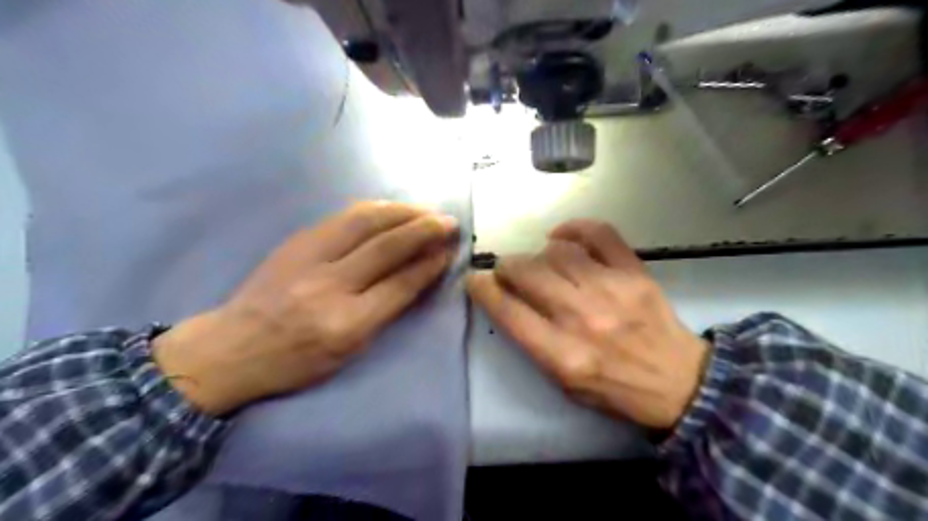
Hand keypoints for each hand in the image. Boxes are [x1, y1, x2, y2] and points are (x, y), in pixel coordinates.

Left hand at [153, 200, 457, 414]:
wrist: (232, 347)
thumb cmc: (297, 361)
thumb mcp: (349, 352)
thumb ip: (385, 311)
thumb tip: (418, 276)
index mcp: (346, 325)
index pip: (400, 285)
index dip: (430, 264)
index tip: (449, 250)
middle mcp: (329, 286)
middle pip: (387, 247)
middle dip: (424, 230)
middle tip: (448, 222)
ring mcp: (309, 258)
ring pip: (365, 221)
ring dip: (402, 212)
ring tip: (425, 211)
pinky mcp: (296, 240)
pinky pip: (343, 217)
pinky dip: (375, 210)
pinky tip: (391, 209)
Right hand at [469, 219, 708, 427]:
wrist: (678, 382)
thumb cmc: (613, 388)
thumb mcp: (563, 383)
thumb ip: (533, 343)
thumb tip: (509, 299)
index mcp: (563, 355)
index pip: (508, 311)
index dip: (483, 289)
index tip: (475, 280)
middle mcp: (583, 318)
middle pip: (528, 272)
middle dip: (506, 266)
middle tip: (507, 270)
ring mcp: (612, 290)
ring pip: (557, 251)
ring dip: (537, 253)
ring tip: (540, 261)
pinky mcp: (635, 272)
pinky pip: (599, 233)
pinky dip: (574, 228)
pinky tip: (562, 237)